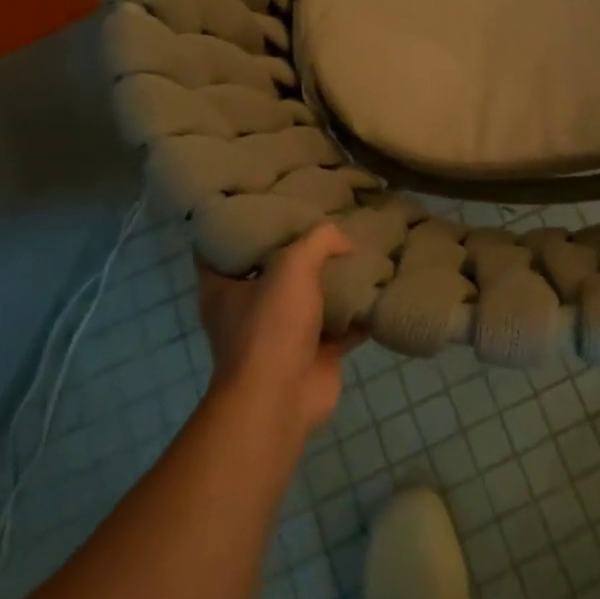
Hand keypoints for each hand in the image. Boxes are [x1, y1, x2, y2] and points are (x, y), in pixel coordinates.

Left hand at [197, 223, 361, 441]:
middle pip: (271, 268)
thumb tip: (347, 241)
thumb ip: (320, 240)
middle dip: (295, 247)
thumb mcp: (293, 264)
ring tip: (358, 246)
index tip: (260, 199)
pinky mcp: (312, 355)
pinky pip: (340, 325)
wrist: (282, 399)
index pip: (219, 245)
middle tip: (322, 216)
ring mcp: (280, 334)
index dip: (236, 221)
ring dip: (331, 279)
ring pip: (308, 297)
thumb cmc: (271, 326)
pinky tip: (380, 286)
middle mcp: (247, 310)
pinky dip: (358, 311)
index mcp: (223, 288)